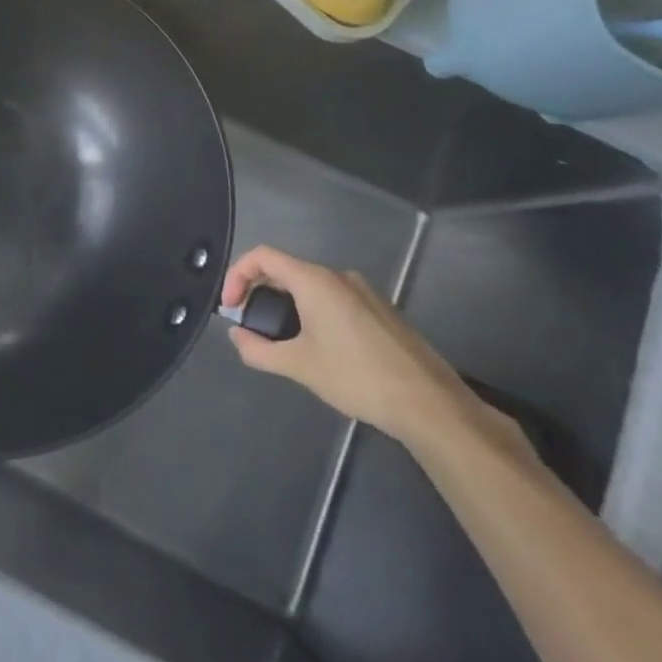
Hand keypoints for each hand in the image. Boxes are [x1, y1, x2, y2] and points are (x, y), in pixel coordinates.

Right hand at [221, 246, 477, 444]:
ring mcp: (364, 292)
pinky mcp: (381, 310)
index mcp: (315, 281)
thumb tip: (237, 336)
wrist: (430, 404)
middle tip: (251, 324)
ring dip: (286, 303)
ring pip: (310, 285)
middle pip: (285, 269)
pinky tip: (318, 347)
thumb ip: (258, 349)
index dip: (237, 275)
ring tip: (281, 339)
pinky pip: (334, 298)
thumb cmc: (357, 377)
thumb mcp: (298, 366)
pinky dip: (312, 311)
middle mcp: (338, 276)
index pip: (261, 256)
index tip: (231, 307)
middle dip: (259, 291)